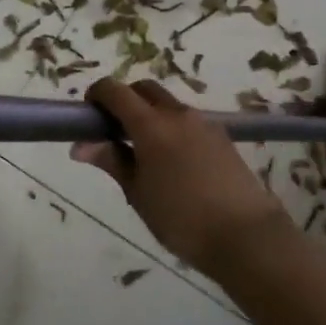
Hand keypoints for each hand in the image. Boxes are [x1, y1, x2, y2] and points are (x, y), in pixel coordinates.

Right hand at [73, 77, 289, 276]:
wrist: (246, 235)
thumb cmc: (181, 218)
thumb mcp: (138, 193)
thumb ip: (111, 161)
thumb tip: (80, 145)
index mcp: (151, 124)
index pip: (116, 91)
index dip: (98, 94)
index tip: (88, 112)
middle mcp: (177, 114)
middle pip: (144, 89)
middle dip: (125, 98)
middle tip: (113, 129)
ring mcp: (203, 123)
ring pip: (168, 104)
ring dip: (150, 113)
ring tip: (143, 151)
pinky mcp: (221, 137)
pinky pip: (188, 120)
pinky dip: (171, 127)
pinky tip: (172, 161)